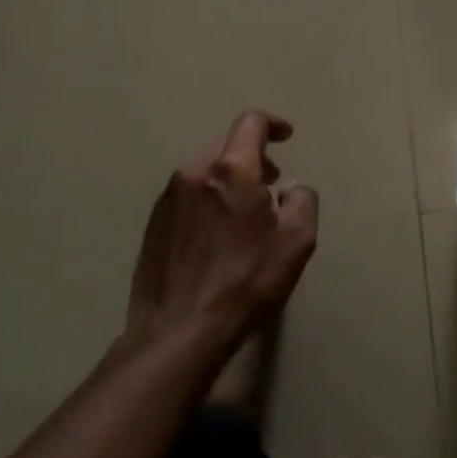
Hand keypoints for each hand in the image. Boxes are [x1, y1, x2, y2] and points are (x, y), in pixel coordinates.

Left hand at [127, 110, 319, 346]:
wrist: (176, 334)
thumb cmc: (244, 283)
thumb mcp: (296, 242)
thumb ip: (302, 200)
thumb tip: (288, 189)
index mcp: (229, 170)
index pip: (250, 123)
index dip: (272, 124)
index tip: (286, 137)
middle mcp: (193, 173)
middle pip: (226, 144)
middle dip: (252, 155)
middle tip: (272, 182)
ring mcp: (168, 199)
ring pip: (205, 170)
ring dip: (229, 178)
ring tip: (245, 212)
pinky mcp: (154, 224)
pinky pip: (188, 195)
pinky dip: (208, 198)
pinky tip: (217, 234)